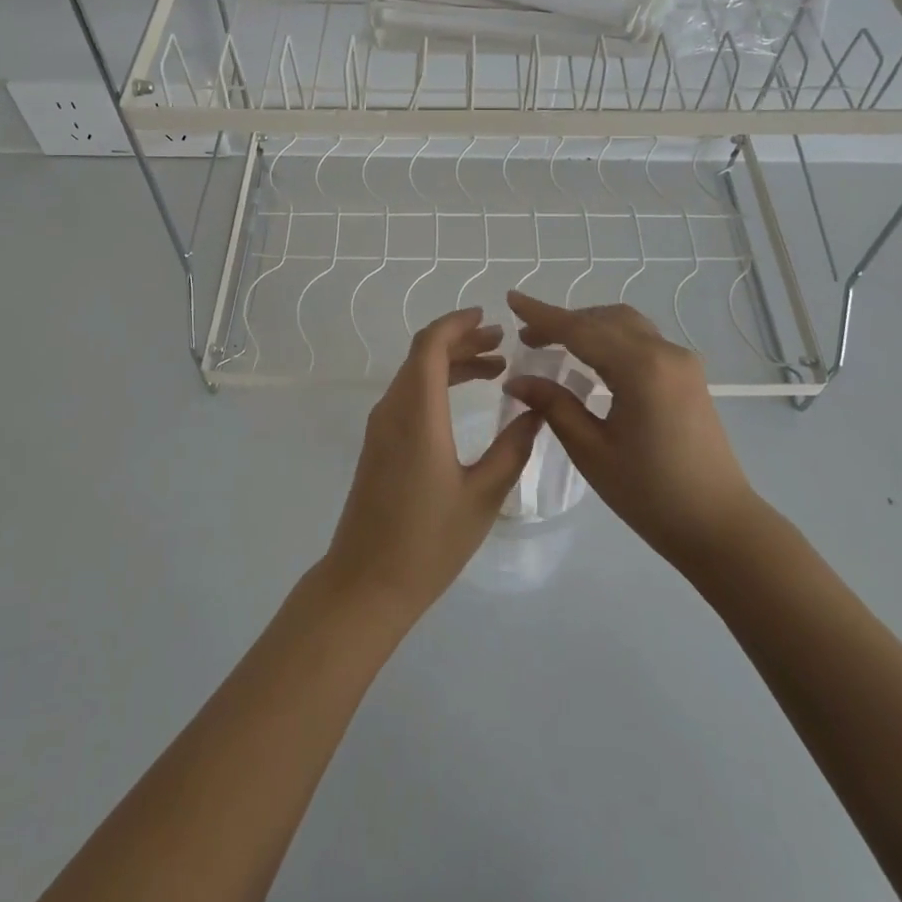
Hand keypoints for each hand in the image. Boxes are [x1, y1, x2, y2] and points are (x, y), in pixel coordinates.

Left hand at [320, 308, 542, 623]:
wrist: (366, 582)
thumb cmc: (428, 541)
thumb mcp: (483, 495)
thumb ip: (512, 448)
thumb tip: (535, 410)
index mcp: (417, 413)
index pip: (431, 346)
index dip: (458, 325)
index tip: (489, 318)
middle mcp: (393, 409)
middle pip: (423, 356)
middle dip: (462, 341)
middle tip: (502, 343)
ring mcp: (381, 427)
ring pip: (415, 376)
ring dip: (451, 364)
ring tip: (494, 368)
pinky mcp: (379, 445)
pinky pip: (408, 397)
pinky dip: (437, 386)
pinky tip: (464, 401)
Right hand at [503, 291, 757, 569]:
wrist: (719, 526)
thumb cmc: (650, 494)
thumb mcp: (591, 450)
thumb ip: (554, 406)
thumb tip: (517, 380)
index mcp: (640, 368)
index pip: (580, 330)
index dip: (542, 315)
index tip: (512, 298)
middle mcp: (665, 352)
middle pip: (604, 319)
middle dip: (564, 322)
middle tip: (527, 338)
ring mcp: (682, 362)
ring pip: (626, 325)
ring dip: (589, 327)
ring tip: (554, 344)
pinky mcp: (688, 376)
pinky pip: (642, 341)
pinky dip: (611, 339)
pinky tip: (591, 359)